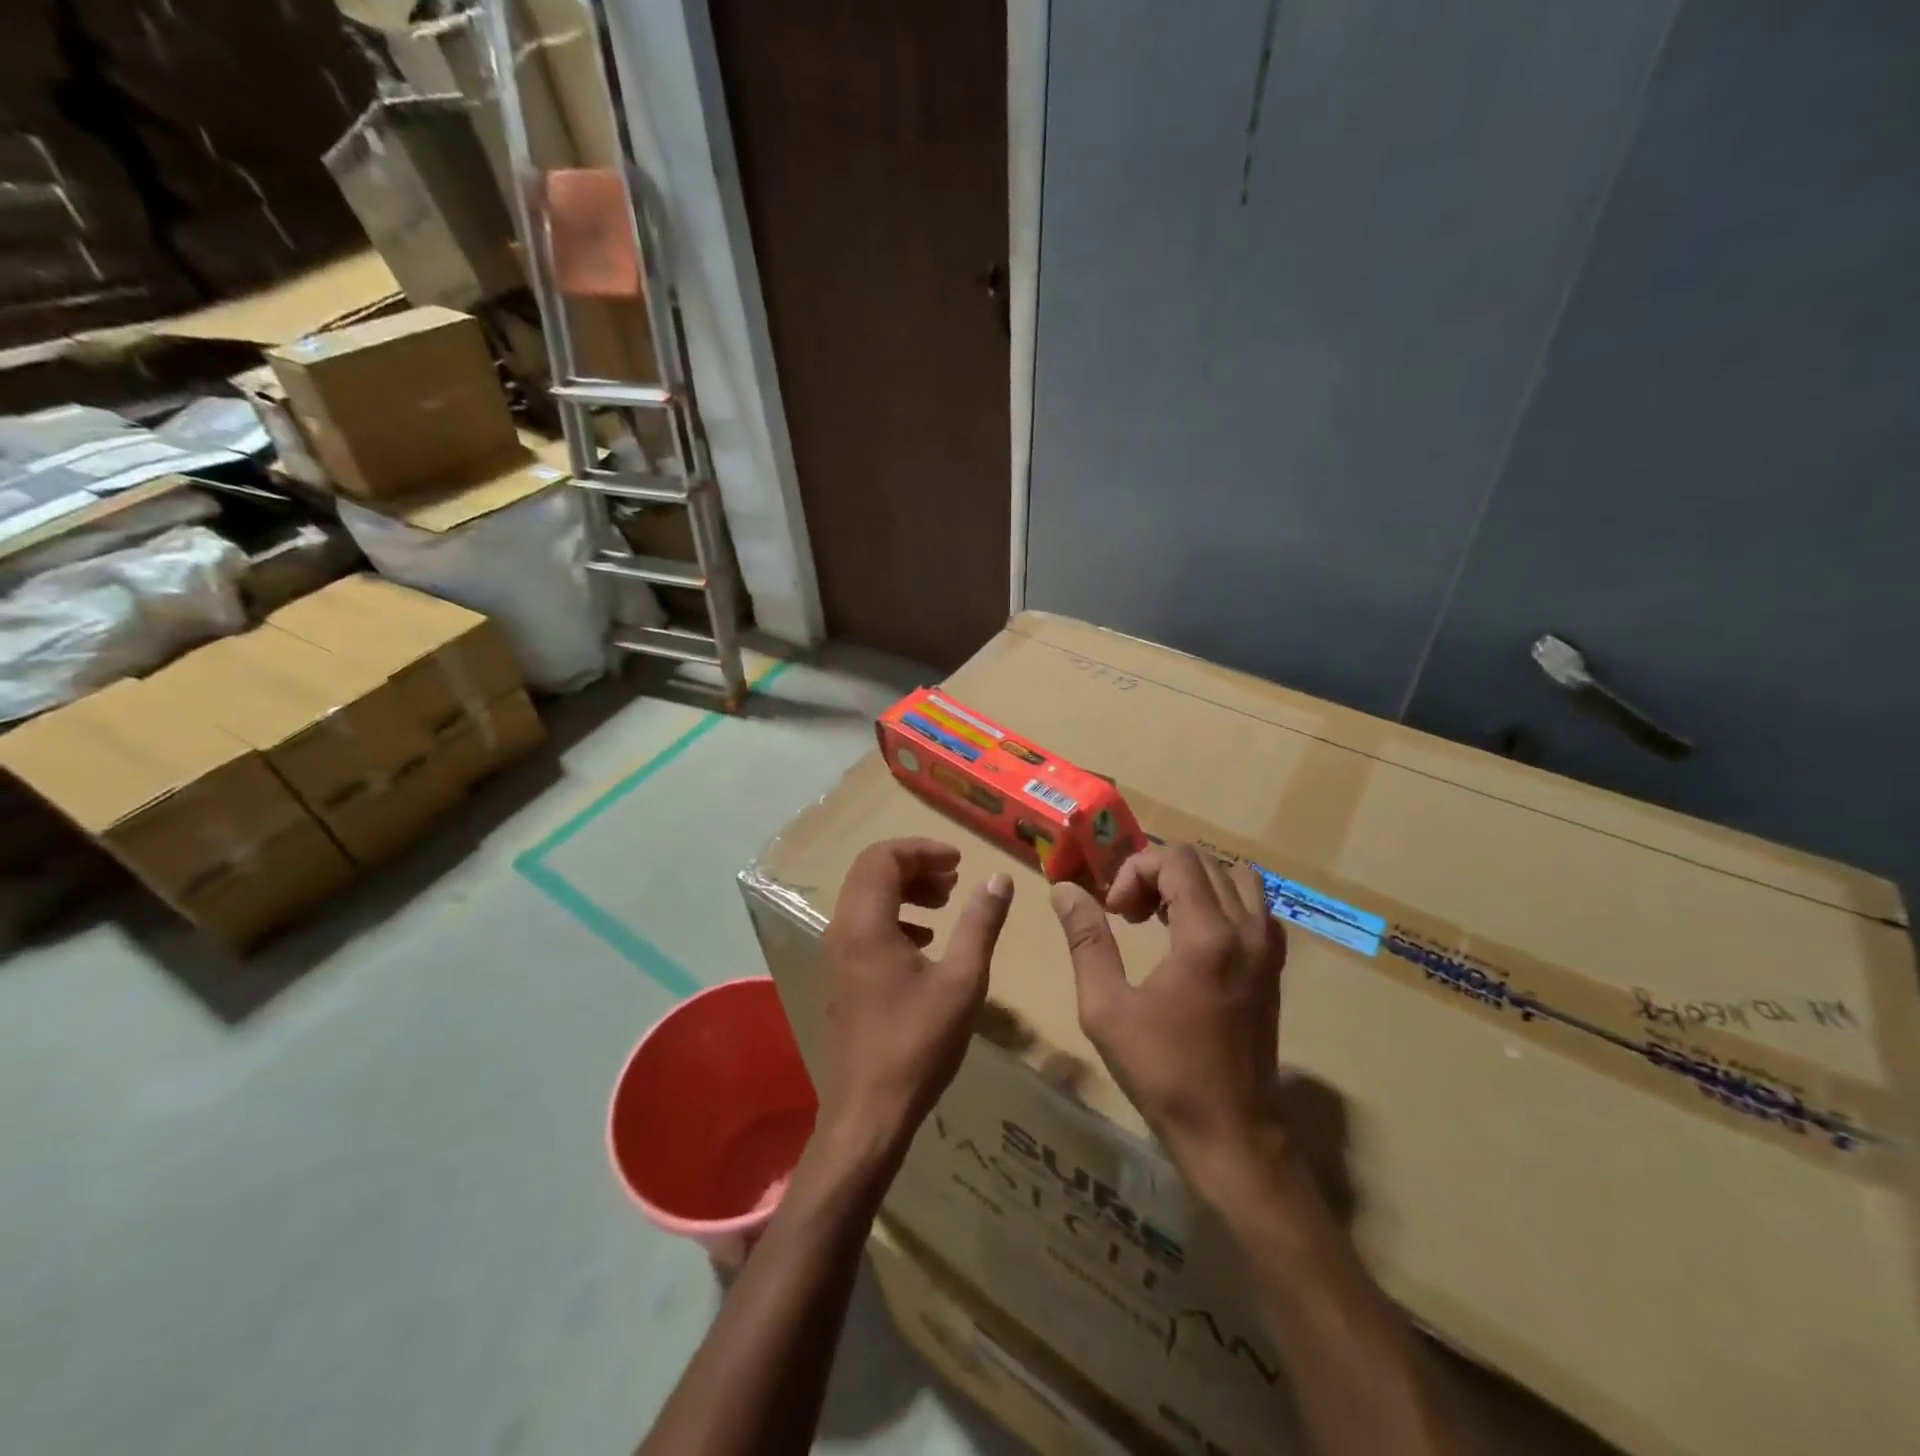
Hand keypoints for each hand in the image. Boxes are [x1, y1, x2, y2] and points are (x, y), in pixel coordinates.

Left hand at [819, 839, 1012, 1161]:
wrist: (868, 1113)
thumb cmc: (918, 1043)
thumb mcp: (962, 980)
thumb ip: (980, 924)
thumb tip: (999, 879)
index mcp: (866, 923)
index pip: (883, 857)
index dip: (922, 849)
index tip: (959, 860)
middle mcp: (841, 930)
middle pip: (871, 872)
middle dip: (915, 866)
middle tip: (954, 878)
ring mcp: (836, 955)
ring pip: (865, 898)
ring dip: (905, 890)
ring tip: (944, 904)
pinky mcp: (841, 976)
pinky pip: (863, 925)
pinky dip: (894, 916)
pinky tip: (925, 941)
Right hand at [1050, 842, 1288, 1199]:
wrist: (1232, 1134)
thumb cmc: (1163, 1073)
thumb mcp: (1106, 1007)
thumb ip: (1086, 940)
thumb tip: (1064, 890)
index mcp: (1208, 936)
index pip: (1176, 859)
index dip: (1135, 872)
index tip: (1114, 912)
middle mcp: (1247, 930)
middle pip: (1204, 862)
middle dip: (1157, 874)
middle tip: (1128, 914)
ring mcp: (1268, 948)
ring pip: (1235, 877)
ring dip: (1192, 883)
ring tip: (1161, 916)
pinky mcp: (1275, 967)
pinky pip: (1253, 906)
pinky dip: (1219, 902)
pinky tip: (1191, 937)